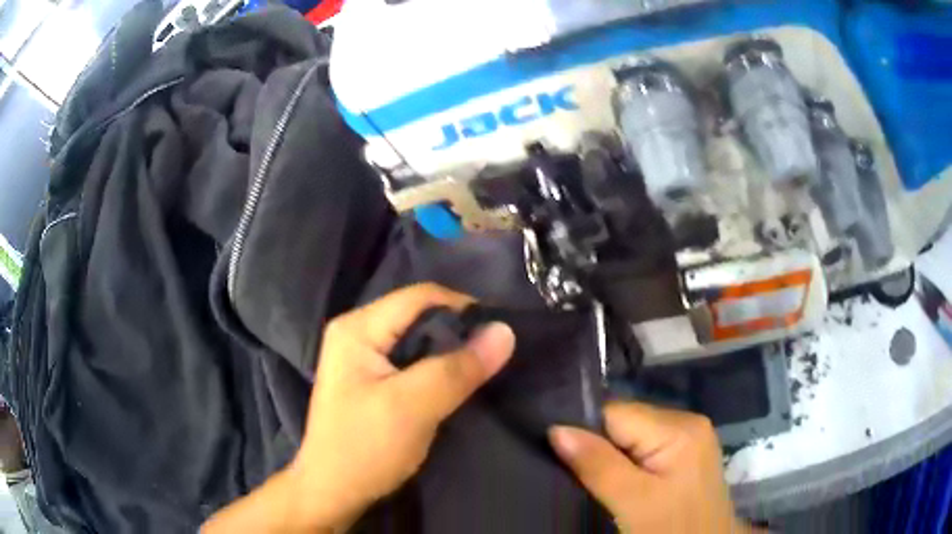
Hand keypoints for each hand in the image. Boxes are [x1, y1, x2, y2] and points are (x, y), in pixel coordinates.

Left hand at [203, 284, 515, 532]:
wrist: (333, 492)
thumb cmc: (366, 448)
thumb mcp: (414, 406)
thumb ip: (458, 368)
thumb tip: (506, 331)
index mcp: (357, 328)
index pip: (420, 296)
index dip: (463, 308)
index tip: (499, 333)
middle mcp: (357, 332)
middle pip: (418, 315)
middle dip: (458, 331)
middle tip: (494, 353)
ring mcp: (362, 357)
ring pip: (417, 340)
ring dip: (449, 352)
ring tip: (482, 367)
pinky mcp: (371, 380)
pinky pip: (412, 361)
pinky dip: (437, 368)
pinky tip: (456, 382)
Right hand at [549, 402, 754, 533]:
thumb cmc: (672, 528)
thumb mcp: (632, 502)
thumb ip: (597, 464)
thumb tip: (556, 429)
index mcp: (679, 428)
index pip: (615, 413)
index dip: (585, 432)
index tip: (561, 456)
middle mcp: (687, 420)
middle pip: (625, 421)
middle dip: (600, 446)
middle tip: (580, 477)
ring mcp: (690, 436)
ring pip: (633, 435)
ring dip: (612, 456)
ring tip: (600, 481)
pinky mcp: (687, 452)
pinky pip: (646, 445)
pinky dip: (628, 461)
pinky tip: (622, 481)